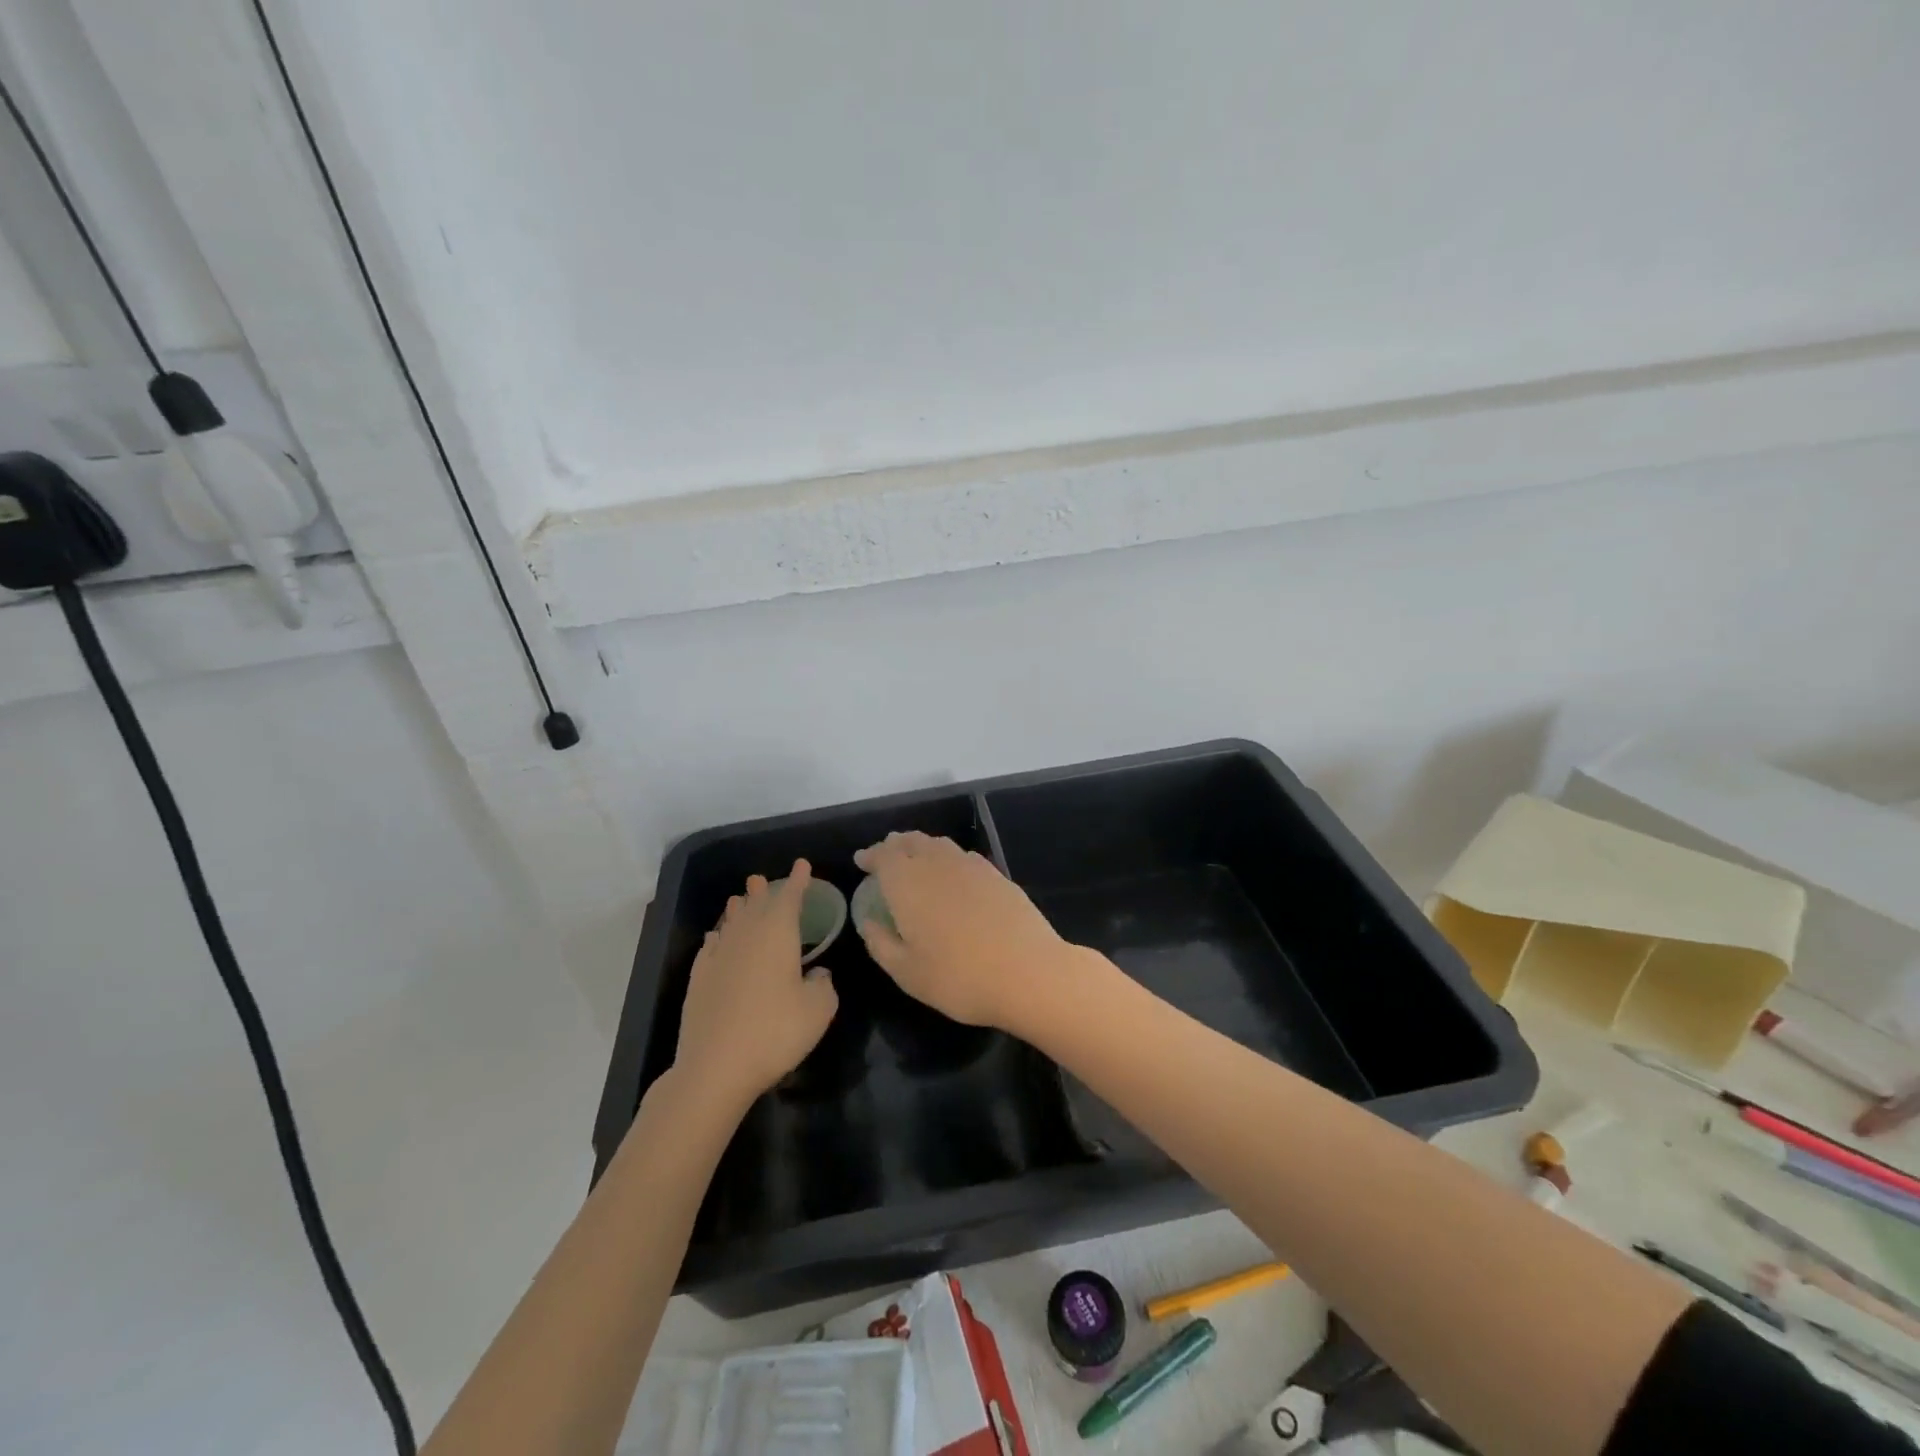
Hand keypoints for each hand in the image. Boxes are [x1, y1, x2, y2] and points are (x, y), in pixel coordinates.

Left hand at [673, 860, 838, 1110]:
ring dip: (738, 909)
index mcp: (778, 936)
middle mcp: (746, 938)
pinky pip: (711, 947)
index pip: (790, 899)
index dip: (798, 881)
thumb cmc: (776, 1032)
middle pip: (755, 906)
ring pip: (730, 923)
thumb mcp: (818, 1010)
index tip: (802, 865)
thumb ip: (824, 984)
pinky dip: (717, 938)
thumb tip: (818, 973)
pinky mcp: (699, 980)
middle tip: (762, 878)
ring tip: (740, 899)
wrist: (716, 1067)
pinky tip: (716, 939)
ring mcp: (719, 958)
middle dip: (763, 891)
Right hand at [853, 832, 1074, 1031]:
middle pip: (912, 842)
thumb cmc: (959, 978)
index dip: (871, 855)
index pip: (884, 855)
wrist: (1029, 972)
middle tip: (885, 856)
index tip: (862, 861)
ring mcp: (971, 866)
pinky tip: (952, 873)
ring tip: (915, 860)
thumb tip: (870, 922)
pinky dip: (949, 857)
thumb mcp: (907, 973)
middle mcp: (937, 864)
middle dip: (895, 846)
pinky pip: (963, 855)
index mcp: (908, 883)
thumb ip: (881, 943)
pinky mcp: (997, 875)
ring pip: (939, 844)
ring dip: (921, 847)